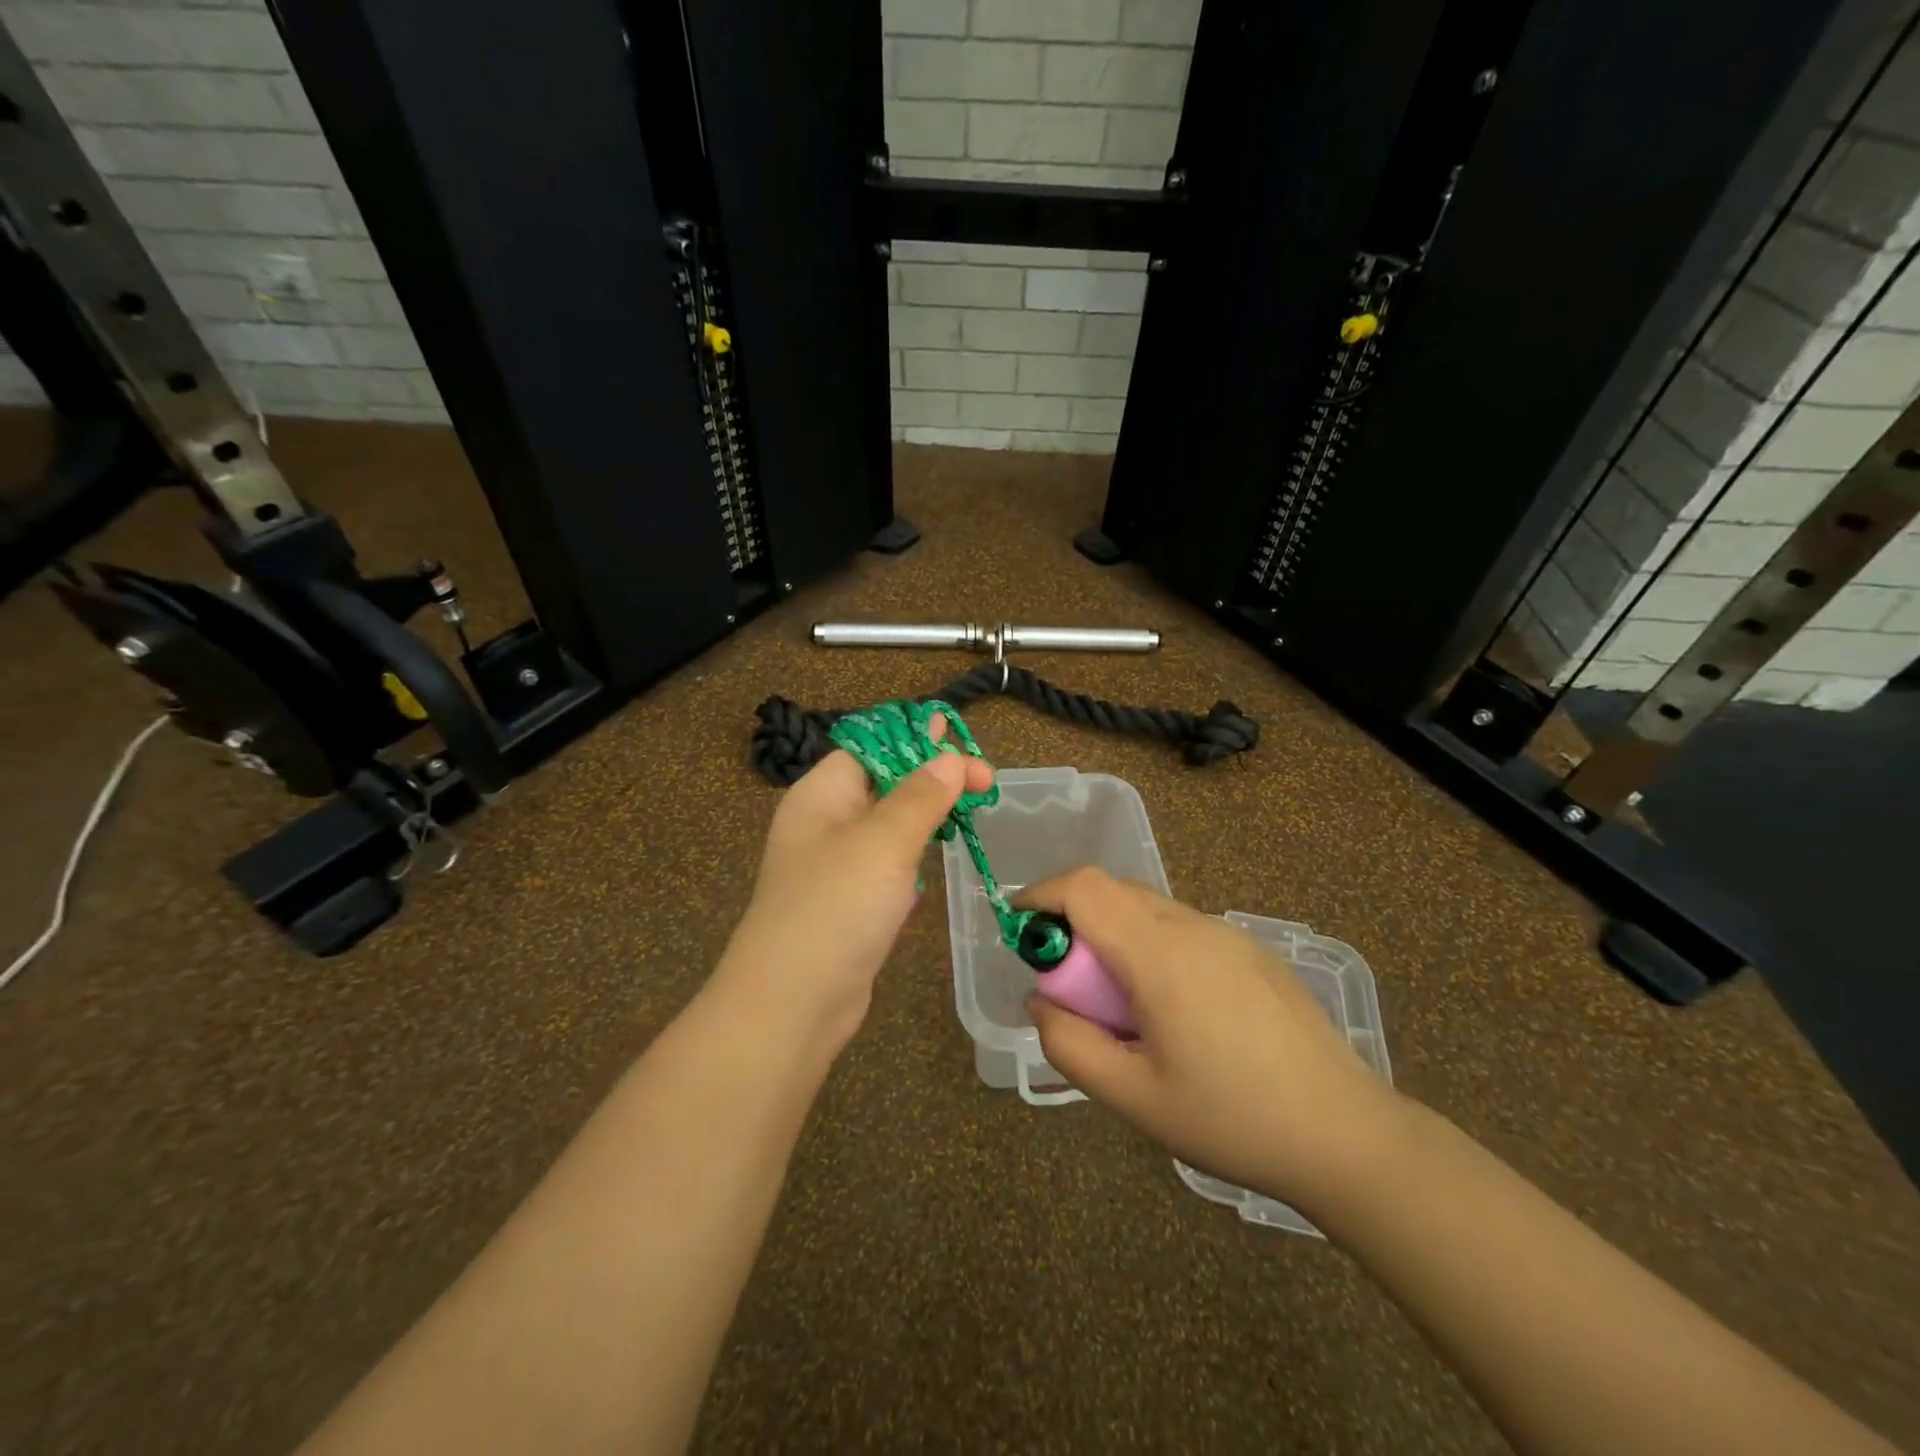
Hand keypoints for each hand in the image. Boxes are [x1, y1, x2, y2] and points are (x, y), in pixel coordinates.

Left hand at [716, 718, 994, 1053]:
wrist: (794, 1004)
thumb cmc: (835, 907)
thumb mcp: (882, 842)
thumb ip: (921, 796)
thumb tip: (951, 758)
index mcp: (821, 794)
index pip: (870, 745)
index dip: (915, 738)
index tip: (962, 740)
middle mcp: (826, 822)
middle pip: (884, 781)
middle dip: (933, 774)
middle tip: (985, 780)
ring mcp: (839, 864)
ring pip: (891, 823)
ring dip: (929, 811)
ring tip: (973, 804)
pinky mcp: (854, 901)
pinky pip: (890, 862)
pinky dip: (917, 851)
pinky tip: (941, 850)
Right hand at [1023, 868, 1404, 1213]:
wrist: (1346, 1134)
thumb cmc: (1231, 1119)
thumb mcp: (1132, 1097)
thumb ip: (1069, 1043)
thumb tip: (1041, 998)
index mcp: (1159, 954)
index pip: (1085, 888)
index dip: (1042, 895)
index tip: (1019, 928)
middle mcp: (1192, 927)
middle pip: (1113, 892)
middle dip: (1074, 921)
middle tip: (1068, 983)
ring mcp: (1228, 935)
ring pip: (1147, 909)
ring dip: (1113, 936)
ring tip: (1121, 1006)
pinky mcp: (1251, 952)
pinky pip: (1181, 929)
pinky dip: (1150, 946)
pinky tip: (1171, 1010)